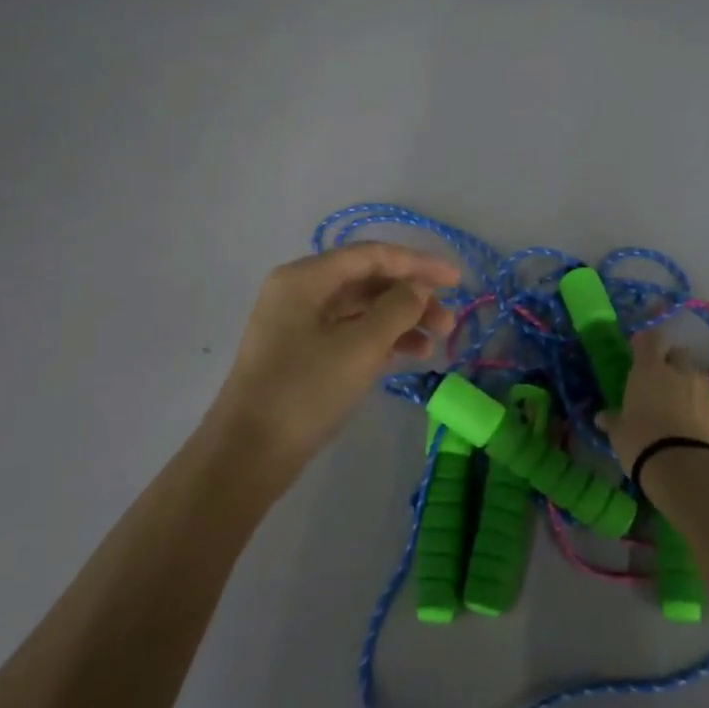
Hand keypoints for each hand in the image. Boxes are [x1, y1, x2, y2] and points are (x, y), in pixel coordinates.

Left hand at [211, 243, 460, 464]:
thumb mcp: (360, 346)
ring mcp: (300, 324)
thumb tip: (418, 289)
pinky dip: (381, 340)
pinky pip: (350, 333)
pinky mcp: (303, 354)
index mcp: (306, 278)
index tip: (457, 280)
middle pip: (367, 281)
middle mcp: (300, 292)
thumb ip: (397, 309)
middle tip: (449, 323)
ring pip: (361, 310)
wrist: (250, 452)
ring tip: (437, 343)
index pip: (372, 256)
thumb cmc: (306, 390)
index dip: (418, 263)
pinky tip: (411, 355)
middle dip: (412, 297)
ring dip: (401, 321)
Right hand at [597, 327, 708, 473]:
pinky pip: (708, 402)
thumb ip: (613, 420)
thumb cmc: (642, 442)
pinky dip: (700, 409)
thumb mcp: (619, 433)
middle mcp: (680, 372)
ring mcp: (705, 391)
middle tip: (659, 381)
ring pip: (695, 378)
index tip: (638, 350)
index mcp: (650, 370)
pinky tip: (692, 428)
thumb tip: (602, 417)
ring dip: (686, 386)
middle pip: (678, 354)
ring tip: (677, 408)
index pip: (650, 340)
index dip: (645, 343)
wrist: (687, 469)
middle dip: (671, 363)